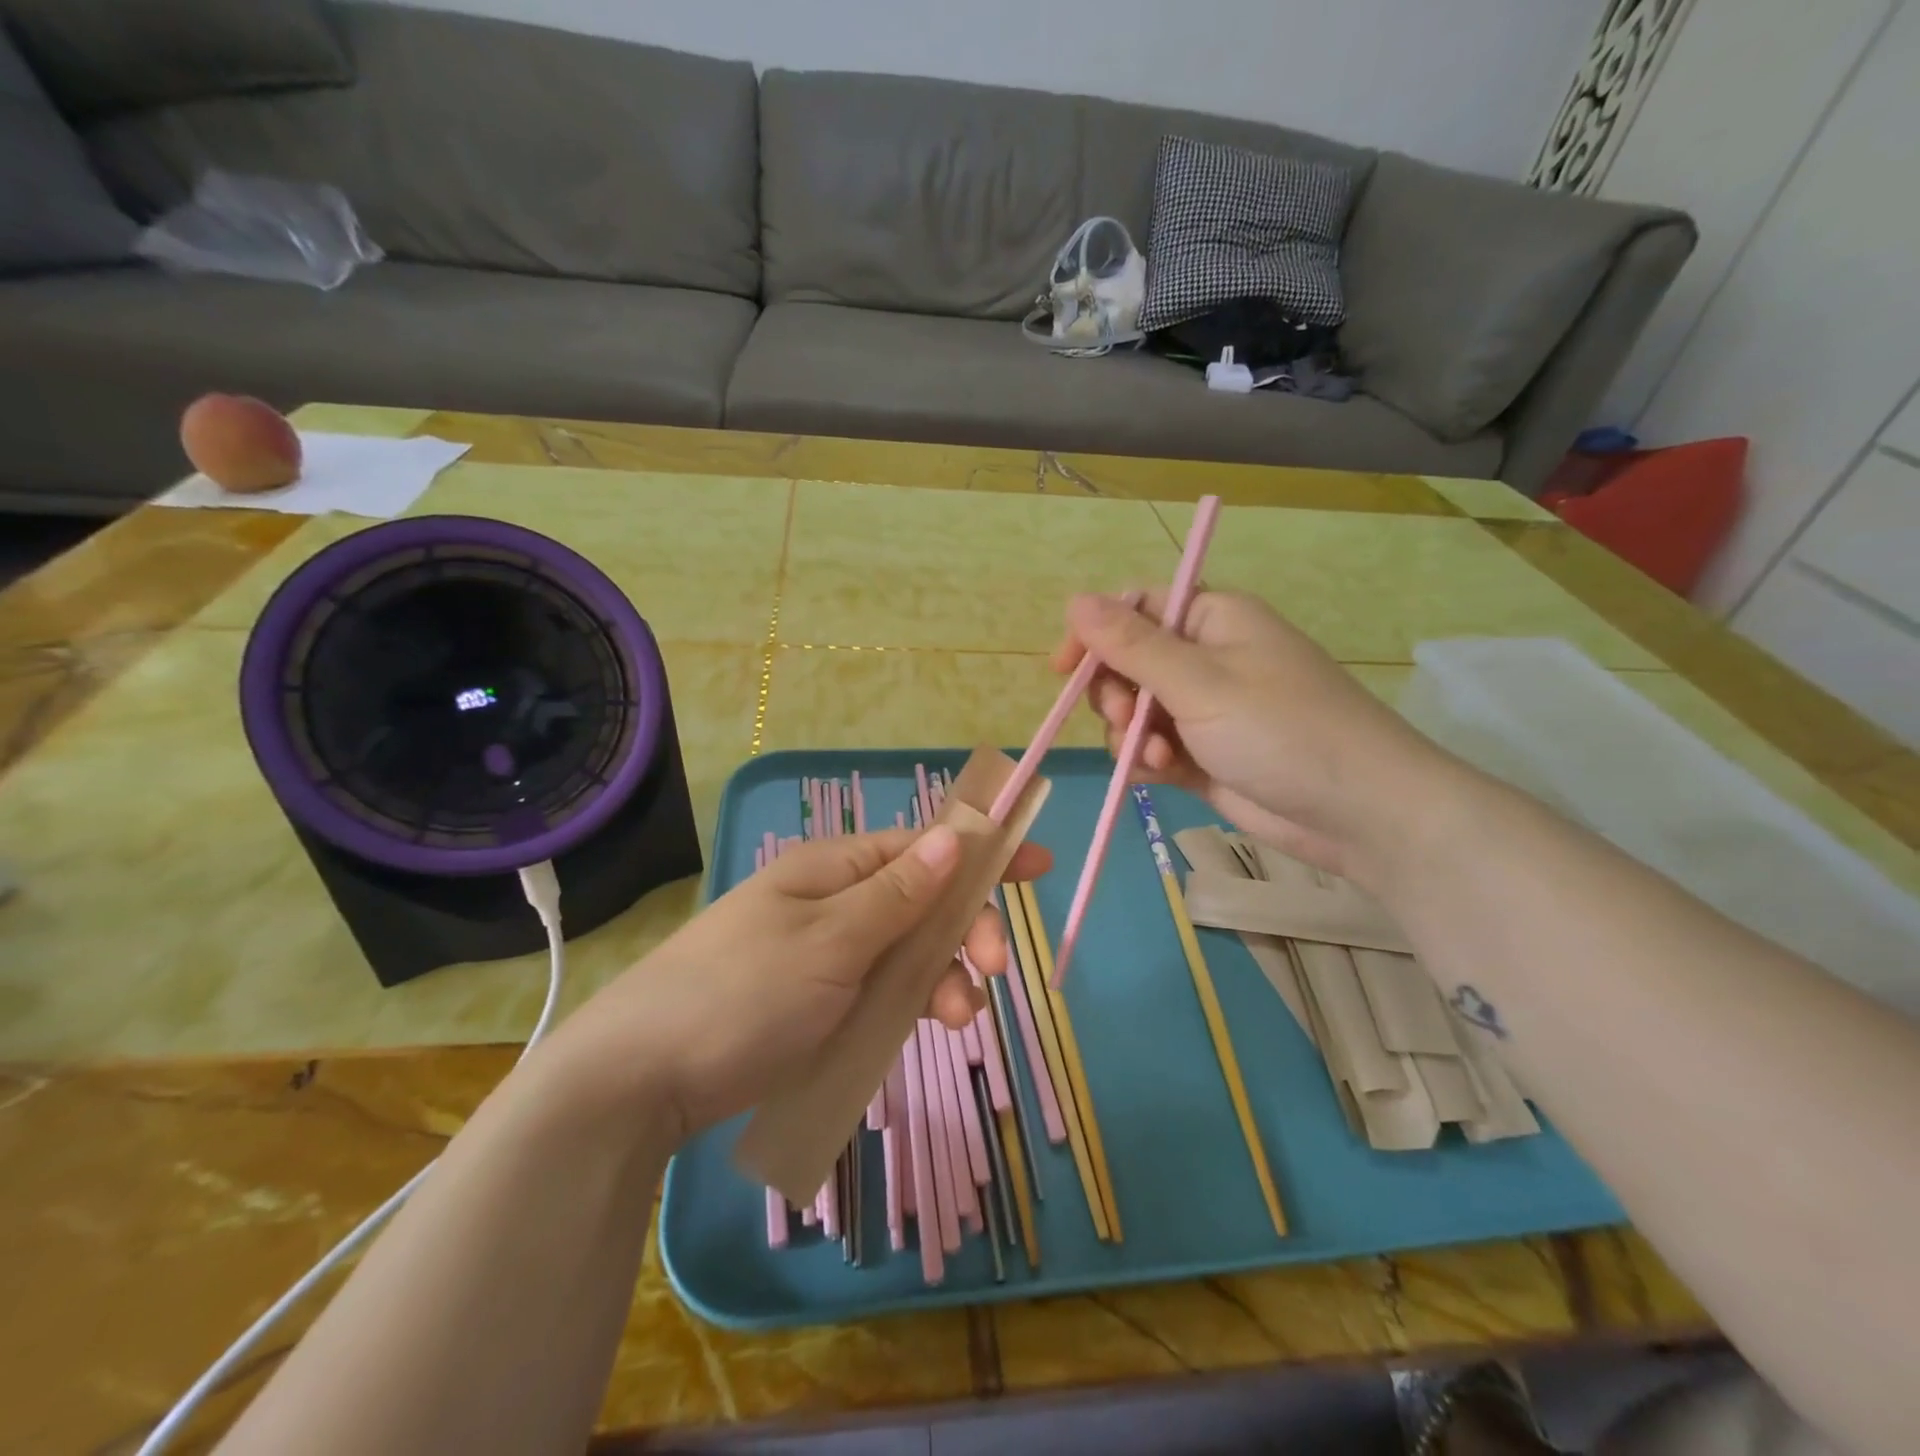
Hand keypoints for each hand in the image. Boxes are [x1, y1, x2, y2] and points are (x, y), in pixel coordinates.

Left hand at [547, 826, 1051, 1138]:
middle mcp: (834, 901)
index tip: (1037, 865)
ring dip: (943, 975)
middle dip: (965, 929)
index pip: (923, 846)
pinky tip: (929, 1026)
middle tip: (996, 970)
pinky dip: (911, 1002)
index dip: (981, 852)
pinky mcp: (818, 1001)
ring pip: (907, 951)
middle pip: (922, 901)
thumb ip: (898, 893)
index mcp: (834, 868)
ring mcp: (826, 953)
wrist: (641, 1079)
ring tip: (959, 1018)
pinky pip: (882, 989)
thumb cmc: (743, 994)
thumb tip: (954, 836)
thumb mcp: (830, 941)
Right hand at [1052, 589, 1451, 884]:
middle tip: (1124, 720)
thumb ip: (1132, 645)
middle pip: (1128, 662)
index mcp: (1211, 619)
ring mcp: (1205, 710)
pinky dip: (1148, 760)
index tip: (1064, 670)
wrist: (1358, 812)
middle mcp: (1205, 658)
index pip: (1135, 608)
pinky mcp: (1204, 755)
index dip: (1095, 634)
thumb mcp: (1201, 682)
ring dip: (1132, 735)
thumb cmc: (1283, 729)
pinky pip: (1153, 748)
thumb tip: (1075, 600)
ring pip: (1135, 712)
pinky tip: (1160, 775)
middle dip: (1115, 695)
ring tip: (1159, 757)